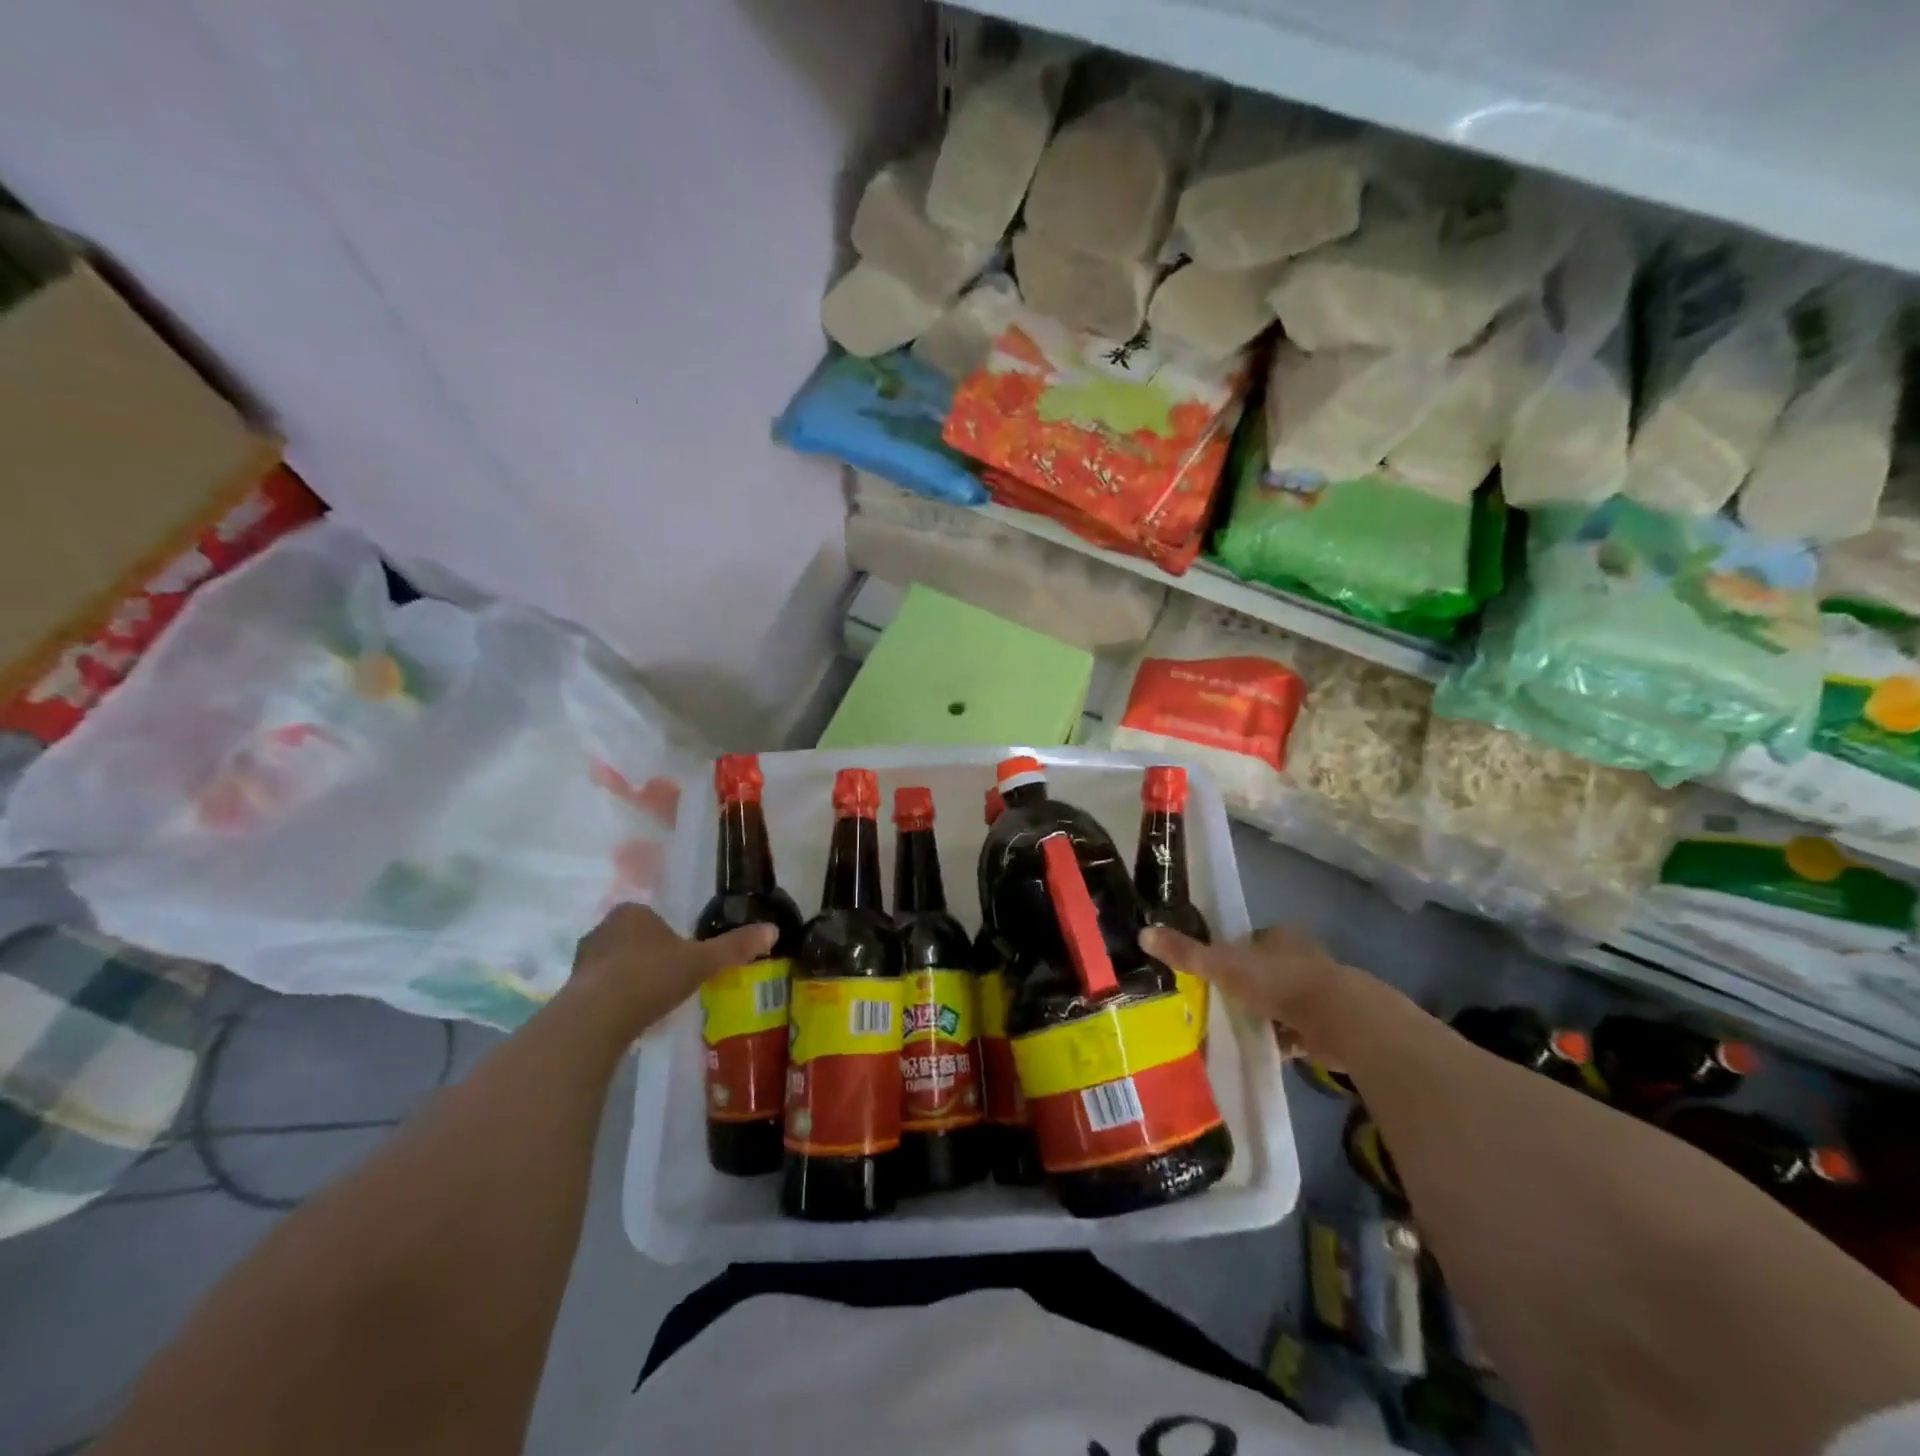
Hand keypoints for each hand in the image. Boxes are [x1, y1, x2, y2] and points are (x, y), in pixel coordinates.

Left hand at [563, 903, 775, 1036]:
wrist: (596, 1018)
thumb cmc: (651, 977)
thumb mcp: (702, 961)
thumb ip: (734, 946)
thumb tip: (773, 930)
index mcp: (633, 912)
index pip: (655, 918)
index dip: (671, 938)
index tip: (684, 961)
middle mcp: (603, 928)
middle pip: (635, 940)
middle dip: (650, 958)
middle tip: (670, 982)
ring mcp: (583, 960)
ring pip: (615, 964)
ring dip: (630, 979)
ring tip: (650, 1004)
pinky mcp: (570, 990)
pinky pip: (600, 989)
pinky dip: (613, 1000)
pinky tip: (628, 1019)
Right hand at [1142, 923, 1370, 1064]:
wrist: (1342, 1020)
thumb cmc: (1280, 982)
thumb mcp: (1224, 965)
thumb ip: (1187, 952)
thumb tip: (1143, 933)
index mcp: (1279, 936)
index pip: (1250, 940)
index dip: (1232, 954)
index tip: (1214, 973)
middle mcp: (1303, 956)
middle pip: (1267, 969)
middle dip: (1250, 985)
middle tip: (1223, 1002)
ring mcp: (1321, 990)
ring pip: (1285, 999)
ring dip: (1269, 1012)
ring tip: (1242, 1028)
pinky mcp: (1333, 1022)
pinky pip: (1300, 1029)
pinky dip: (1287, 1038)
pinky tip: (1270, 1049)